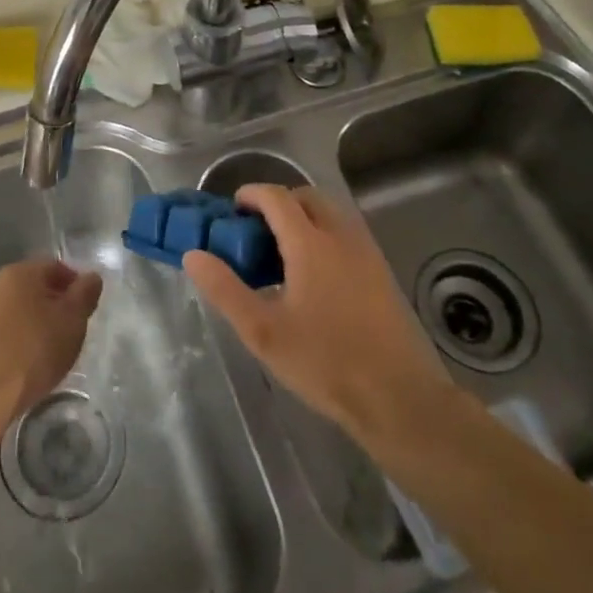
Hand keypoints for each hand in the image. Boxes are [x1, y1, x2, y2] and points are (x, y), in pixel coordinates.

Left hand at [0, 259, 102, 420]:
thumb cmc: (34, 349)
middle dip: (54, 304)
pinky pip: (2, 333)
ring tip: (49, 350)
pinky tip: (26, 363)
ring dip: (34, 323)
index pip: (55, 267)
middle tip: (71, 329)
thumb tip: (92, 277)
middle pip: (34, 288)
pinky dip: (17, 340)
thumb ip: (85, 293)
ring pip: (17, 311)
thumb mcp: (73, 319)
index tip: (86, 309)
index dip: (75, 285)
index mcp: (20, 272)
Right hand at [184, 185, 455, 447]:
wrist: (398, 398)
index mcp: (311, 243)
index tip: (232, 209)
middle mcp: (341, 235)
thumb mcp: (263, 332)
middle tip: (256, 230)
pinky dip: (324, 233)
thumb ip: (225, 290)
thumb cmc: (325, 363)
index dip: (251, 195)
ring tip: (282, 252)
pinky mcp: (381, 271)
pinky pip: (347, 233)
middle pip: (307, 197)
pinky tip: (314, 275)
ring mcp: (366, 251)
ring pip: (331, 212)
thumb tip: (193, 255)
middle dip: (279, 202)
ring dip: (304, 216)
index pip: (277, 197)